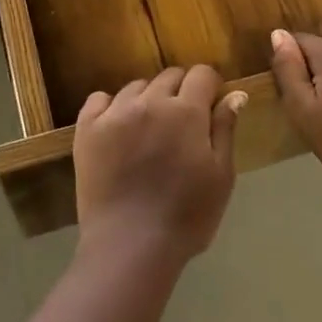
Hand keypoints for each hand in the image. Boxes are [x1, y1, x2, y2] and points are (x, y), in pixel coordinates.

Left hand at [73, 66, 245, 262]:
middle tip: (182, 123)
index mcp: (186, 111)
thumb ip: (225, 129)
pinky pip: (99, 100)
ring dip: (148, 99)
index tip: (210, 107)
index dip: (210, 87)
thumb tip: (235, 93)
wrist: (129, 246)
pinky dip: (111, 106)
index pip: (202, 74)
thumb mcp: (221, 175)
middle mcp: (149, 102)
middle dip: (181, 91)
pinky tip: (118, 128)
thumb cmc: (187, 216)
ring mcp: (114, 114)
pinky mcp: (87, 130)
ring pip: (136, 87)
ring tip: (150, 129)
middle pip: (169, 76)